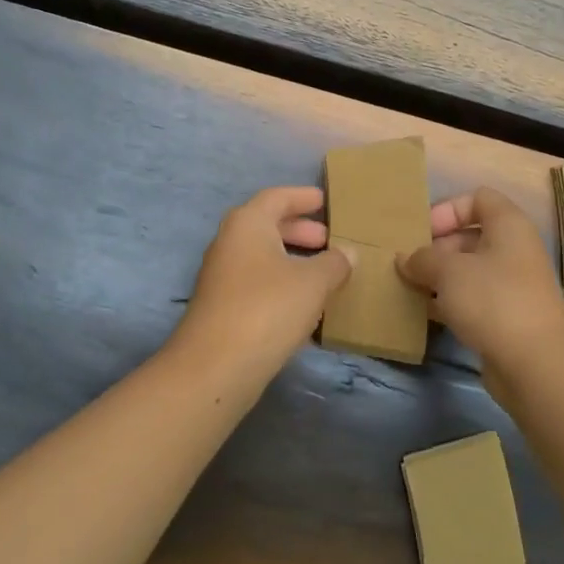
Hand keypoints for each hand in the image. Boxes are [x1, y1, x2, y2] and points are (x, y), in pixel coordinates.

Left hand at [178, 186, 352, 366]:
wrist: (215, 366)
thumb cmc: (267, 308)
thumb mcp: (313, 282)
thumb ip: (334, 263)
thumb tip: (348, 254)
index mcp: (248, 223)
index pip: (277, 197)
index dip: (302, 197)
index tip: (324, 200)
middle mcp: (230, 243)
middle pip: (267, 226)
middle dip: (299, 230)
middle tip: (329, 239)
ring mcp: (222, 276)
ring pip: (262, 256)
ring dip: (292, 259)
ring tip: (323, 272)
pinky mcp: (222, 307)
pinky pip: (257, 282)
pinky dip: (281, 283)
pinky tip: (304, 303)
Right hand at [398, 187, 563, 387]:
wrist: (538, 365)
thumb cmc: (493, 299)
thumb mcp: (448, 270)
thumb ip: (422, 258)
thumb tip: (405, 259)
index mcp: (508, 225)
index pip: (478, 198)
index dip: (447, 209)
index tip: (422, 232)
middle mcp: (513, 250)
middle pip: (469, 236)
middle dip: (436, 248)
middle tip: (407, 265)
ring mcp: (511, 286)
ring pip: (468, 271)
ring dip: (438, 278)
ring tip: (408, 288)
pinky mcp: (506, 319)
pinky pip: (472, 301)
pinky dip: (448, 303)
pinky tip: (424, 313)